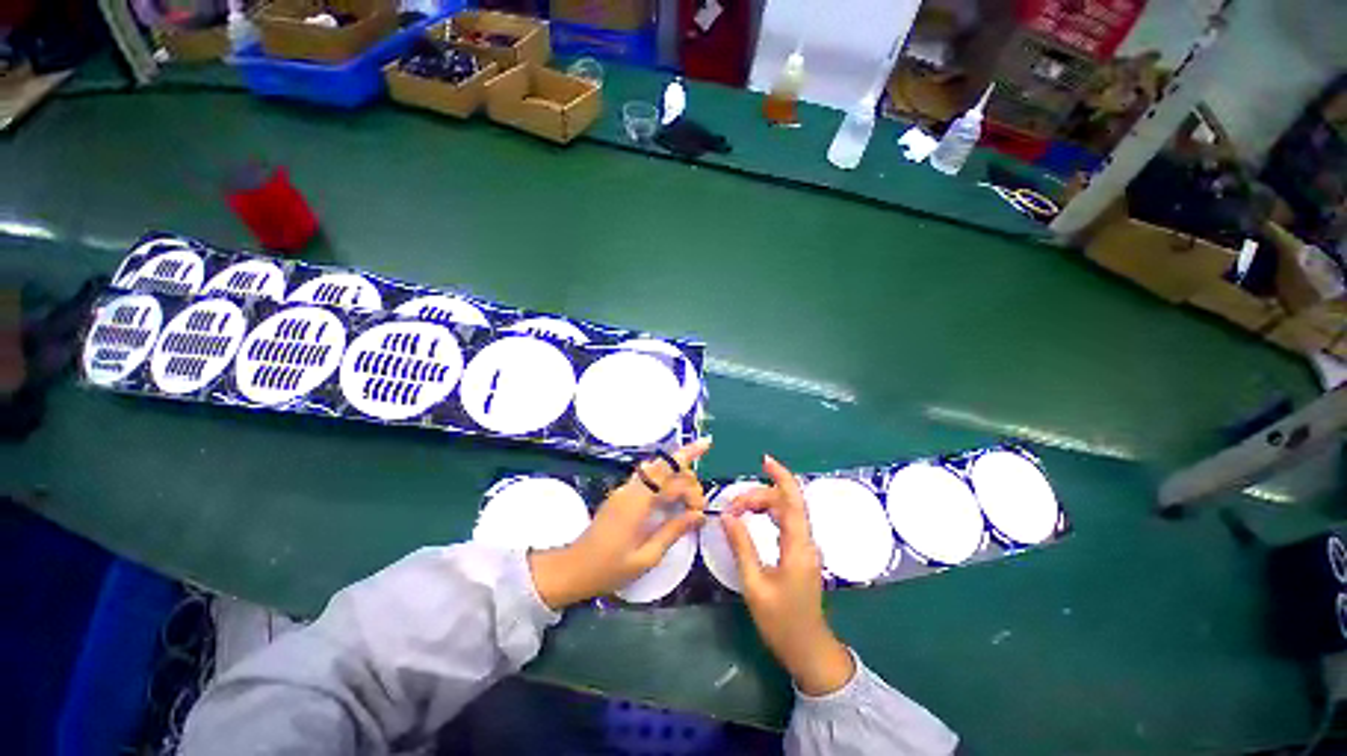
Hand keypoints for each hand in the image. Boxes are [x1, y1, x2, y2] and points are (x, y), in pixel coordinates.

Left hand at [529, 439, 711, 609]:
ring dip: (677, 472)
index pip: (674, 479)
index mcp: (637, 503)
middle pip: (665, 466)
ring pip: (655, 468)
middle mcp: (629, 490)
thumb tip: (700, 515)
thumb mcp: (647, 557)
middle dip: (688, 478)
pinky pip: (646, 479)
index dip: (693, 492)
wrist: (574, 569)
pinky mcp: (619, 499)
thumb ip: (673, 532)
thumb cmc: (610, 569)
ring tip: (695, 485)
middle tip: (699, 506)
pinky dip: (664, 478)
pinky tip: (674, 488)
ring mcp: (622, 492)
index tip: (700, 514)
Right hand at [722, 455, 855, 695]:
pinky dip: (772, 519)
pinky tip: (756, 522)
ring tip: (738, 510)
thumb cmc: (779, 619)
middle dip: (763, 495)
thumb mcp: (755, 584)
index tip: (764, 461)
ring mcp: (807, 552)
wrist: (805, 644)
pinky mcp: (803, 561)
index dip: (781, 478)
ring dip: (767, 506)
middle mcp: (807, 544)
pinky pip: (789, 529)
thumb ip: (743, 548)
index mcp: (798, 547)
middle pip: (790, 506)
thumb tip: (729, 517)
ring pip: (790, 517)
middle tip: (732, 504)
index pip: (793, 501)